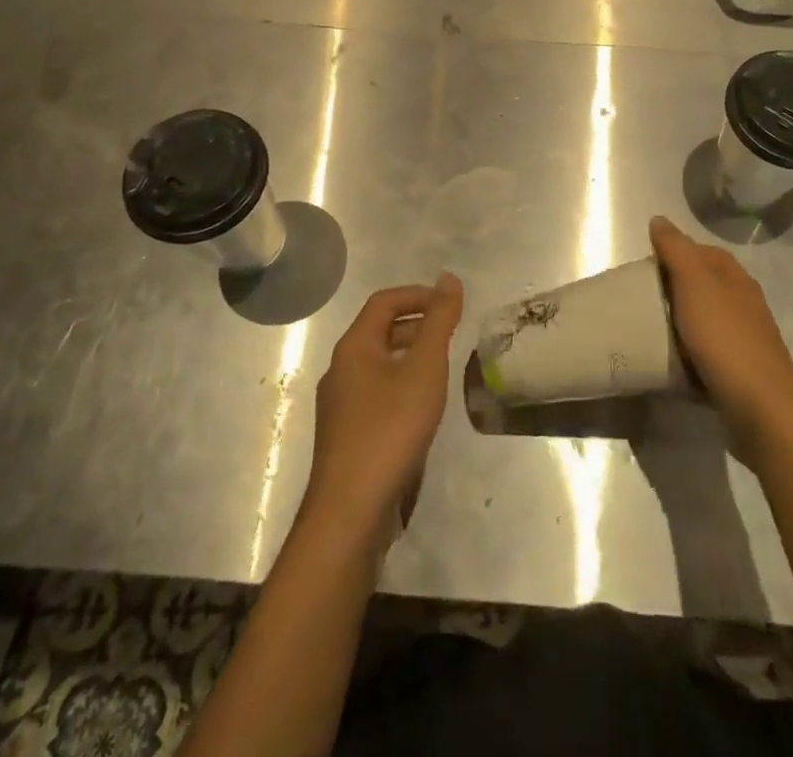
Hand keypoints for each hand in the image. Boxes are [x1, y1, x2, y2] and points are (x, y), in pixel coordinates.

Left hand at [303, 274, 463, 545]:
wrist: (351, 513)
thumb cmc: (390, 429)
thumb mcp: (425, 369)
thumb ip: (439, 321)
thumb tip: (449, 278)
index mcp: (354, 347)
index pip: (384, 301)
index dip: (419, 294)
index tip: (451, 304)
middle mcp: (340, 369)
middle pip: (380, 331)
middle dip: (417, 324)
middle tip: (452, 334)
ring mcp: (340, 406)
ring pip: (379, 364)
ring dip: (411, 356)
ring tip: (443, 369)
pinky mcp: (346, 436)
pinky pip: (376, 393)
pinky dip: (402, 385)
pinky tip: (423, 409)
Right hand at [651, 216, 792, 463]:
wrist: (761, 408)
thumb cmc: (724, 337)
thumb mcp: (695, 283)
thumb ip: (676, 249)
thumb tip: (659, 219)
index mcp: (735, 277)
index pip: (700, 251)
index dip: (672, 253)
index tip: (643, 270)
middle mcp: (743, 302)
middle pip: (701, 285)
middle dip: (672, 289)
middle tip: (640, 301)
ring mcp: (744, 338)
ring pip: (704, 319)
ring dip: (679, 322)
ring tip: (649, 331)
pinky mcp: (740, 370)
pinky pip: (706, 352)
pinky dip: (688, 353)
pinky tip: (671, 362)